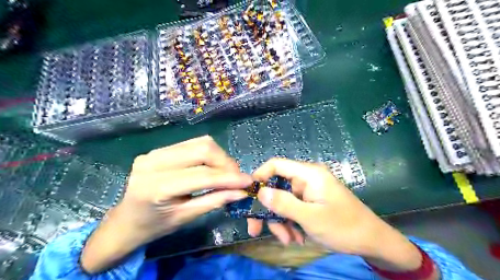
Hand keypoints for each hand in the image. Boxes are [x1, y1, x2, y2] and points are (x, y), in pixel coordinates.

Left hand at [83, 136, 253, 272]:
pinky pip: (191, 144)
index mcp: (156, 186)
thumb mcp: (186, 217)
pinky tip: (211, 166)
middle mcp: (153, 162)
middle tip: (236, 177)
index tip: (248, 181)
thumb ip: (215, 201)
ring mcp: (154, 152)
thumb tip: (241, 192)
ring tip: (226, 172)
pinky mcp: (158, 149)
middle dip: (226, 162)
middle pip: (202, 149)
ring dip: (219, 156)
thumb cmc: (153, 226)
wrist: (124, 221)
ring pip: (199, 142)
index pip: (202, 175)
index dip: (229, 177)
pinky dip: (208, 154)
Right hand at [247, 159, 436, 276]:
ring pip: (283, 201)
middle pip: (277, 187)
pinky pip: (293, 209)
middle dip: (269, 209)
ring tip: (288, 240)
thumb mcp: (310, 218)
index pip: (277, 165)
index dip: (260, 176)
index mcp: (309, 174)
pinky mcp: (311, 202)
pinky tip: (296, 238)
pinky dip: (290, 223)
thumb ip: (284, 203)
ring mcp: (309, 191)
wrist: (372, 241)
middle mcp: (307, 179)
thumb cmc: (344, 226)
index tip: (248, 196)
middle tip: (257, 229)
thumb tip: (260, 192)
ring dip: (281, 221)